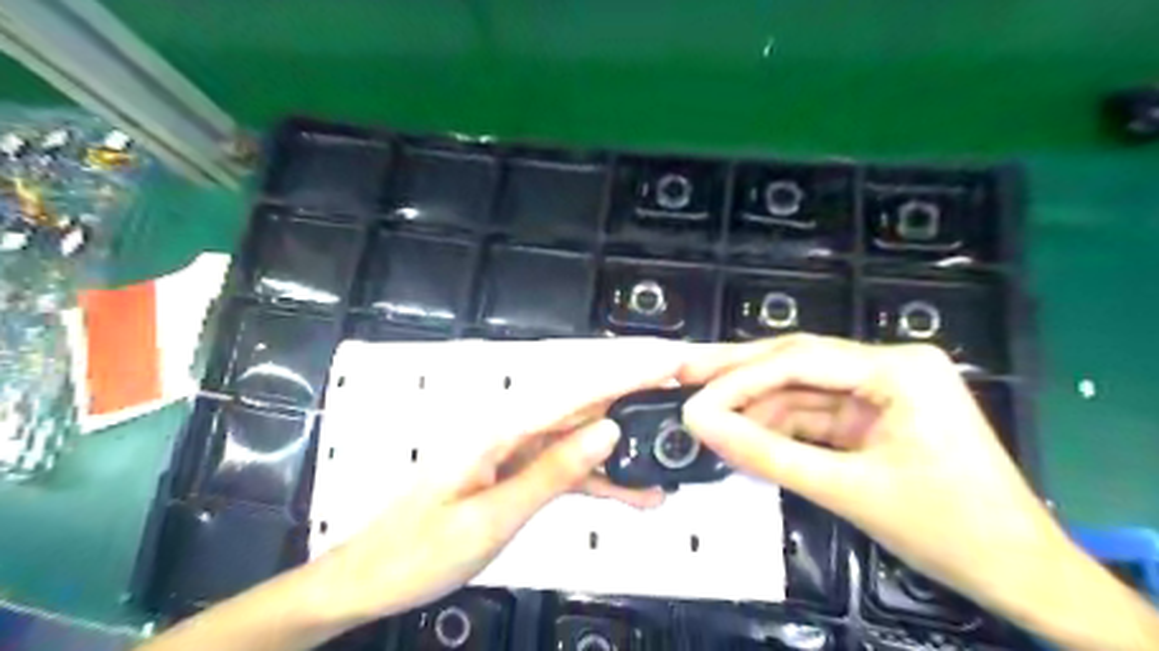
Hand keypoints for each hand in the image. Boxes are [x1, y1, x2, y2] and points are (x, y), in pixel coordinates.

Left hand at [312, 339, 681, 622]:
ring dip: (628, 445)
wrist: (370, 577)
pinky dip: (601, 479)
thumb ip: (554, 472)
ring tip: (673, 453)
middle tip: (687, 394)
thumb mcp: (492, 518)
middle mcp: (514, 431)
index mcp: (505, 430)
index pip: (582, 391)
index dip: (631, 374)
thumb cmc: (418, 551)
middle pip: (588, 404)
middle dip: (640, 396)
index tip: (672, 362)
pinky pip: (568, 468)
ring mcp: (517, 452)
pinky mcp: (518, 473)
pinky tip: (632, 493)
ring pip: (585, 438)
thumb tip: (607, 431)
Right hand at [682, 336, 1067, 609]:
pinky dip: (778, 426)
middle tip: (682, 370)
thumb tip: (700, 425)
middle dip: (736, 372)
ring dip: (753, 405)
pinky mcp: (874, 413)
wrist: (1021, 575)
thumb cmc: (949, 530)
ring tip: (704, 412)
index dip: (737, 379)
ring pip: (799, 388)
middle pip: (795, 362)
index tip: (691, 397)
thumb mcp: (847, 491)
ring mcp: (881, 388)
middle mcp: (888, 364)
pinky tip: (743, 433)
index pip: (797, 361)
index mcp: (897, 368)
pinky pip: (814, 413)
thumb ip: (767, 455)